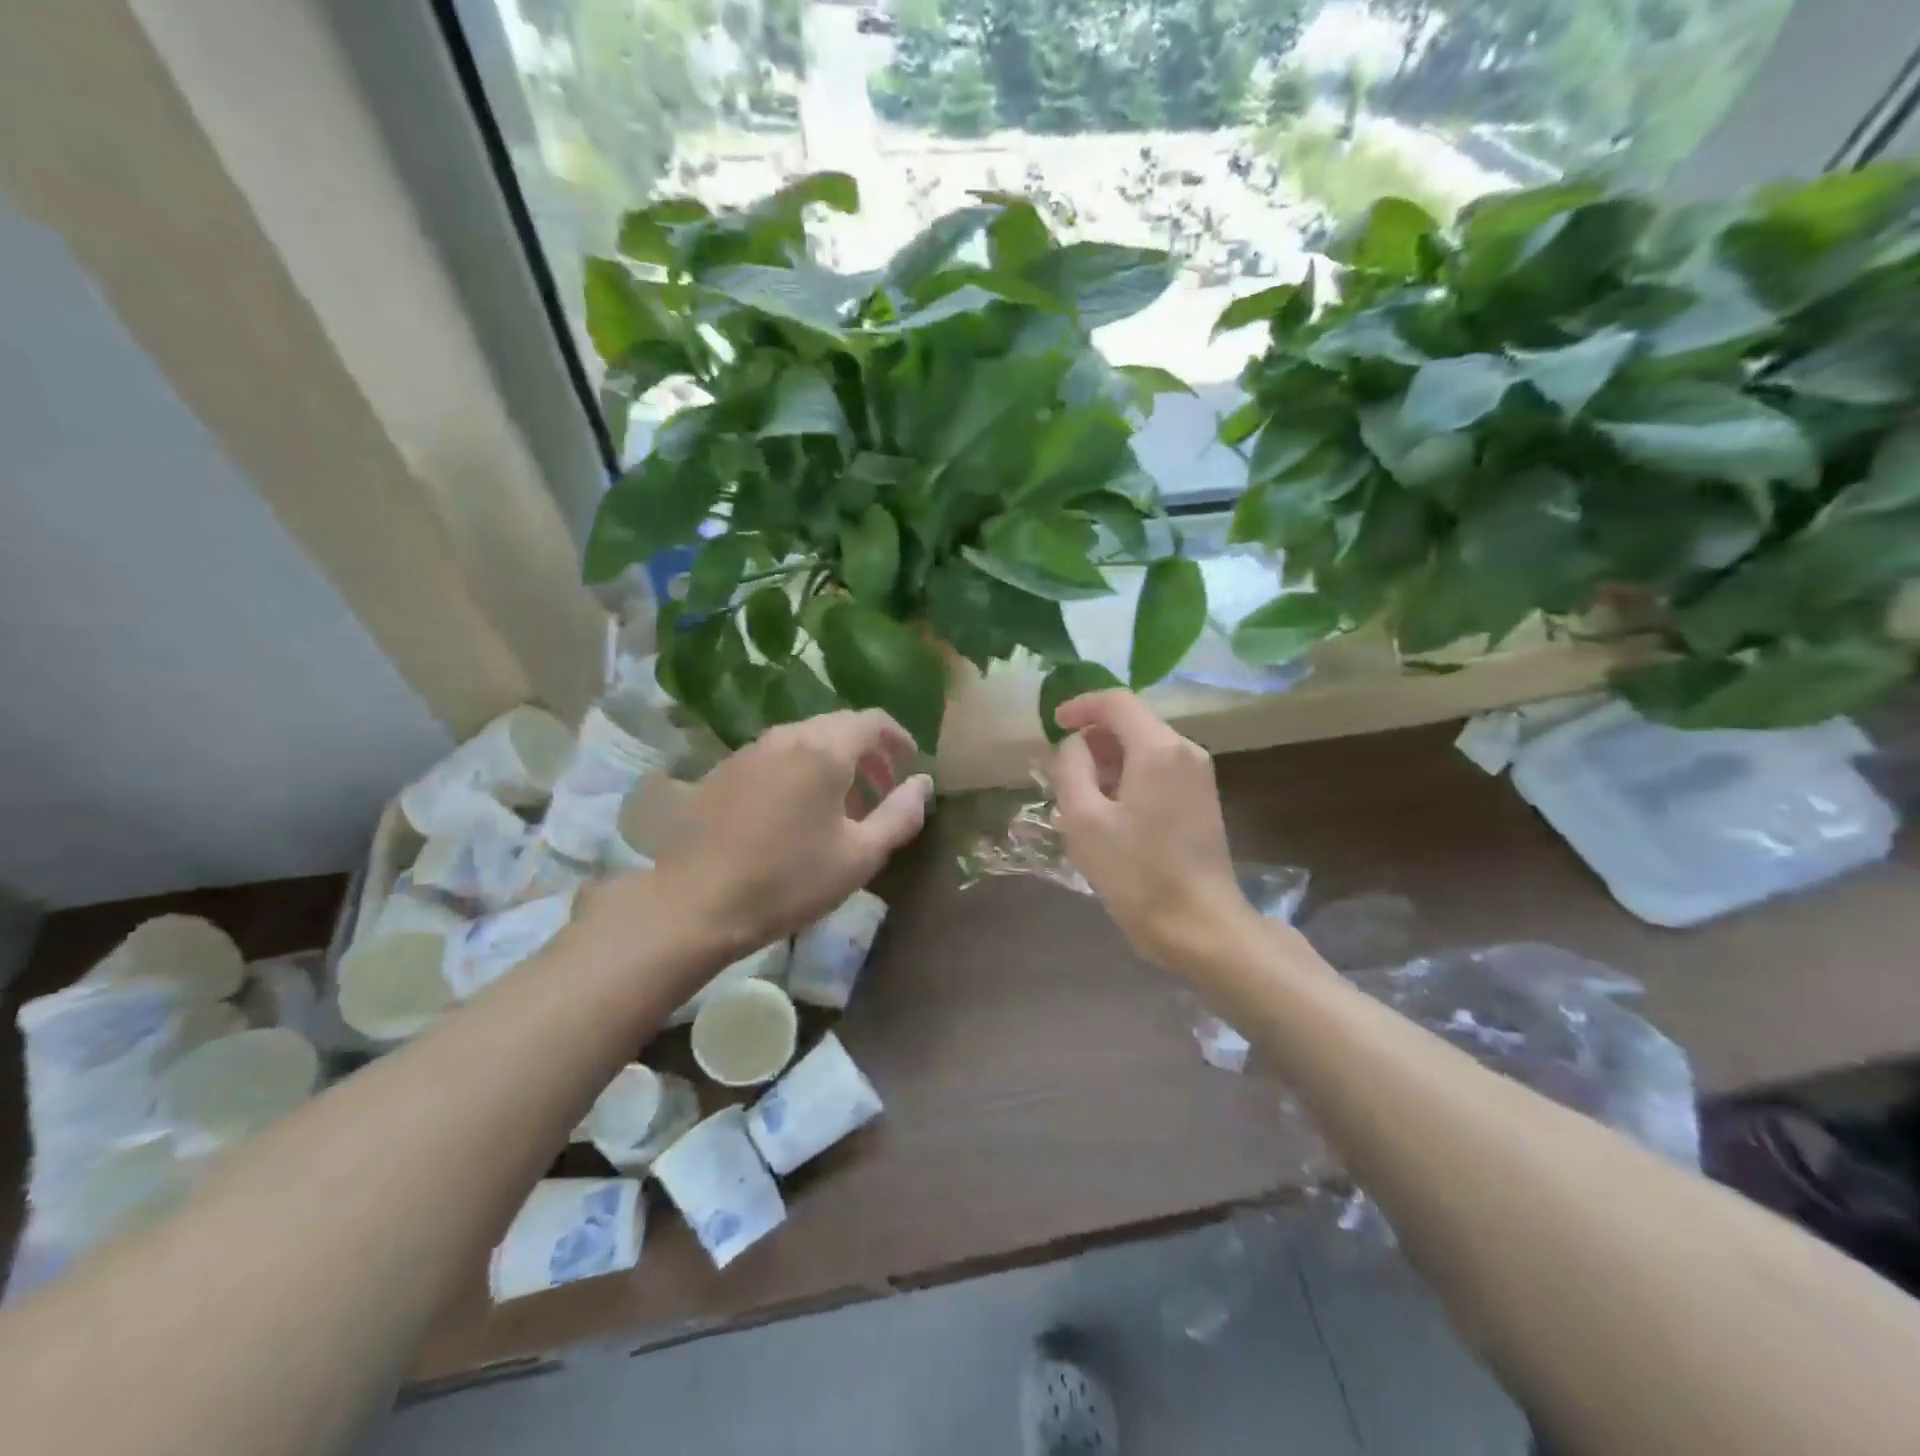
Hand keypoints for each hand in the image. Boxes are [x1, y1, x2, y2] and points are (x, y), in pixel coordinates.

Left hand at [636, 710, 930, 957]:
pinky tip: (796, 812)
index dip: (899, 739)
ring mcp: (749, 751)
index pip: (873, 721)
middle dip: (868, 753)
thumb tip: (922, 784)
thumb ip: (900, 814)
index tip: (911, 766)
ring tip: (843, 806)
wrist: (693, 904)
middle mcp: (786, 736)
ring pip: (805, 740)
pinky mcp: (723, 771)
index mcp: (824, 749)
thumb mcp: (859, 856)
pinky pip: (776, 756)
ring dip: (834, 762)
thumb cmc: (788, 880)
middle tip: (882, 791)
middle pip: (839, 726)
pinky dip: (800, 770)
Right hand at [1051, 690, 1255, 971]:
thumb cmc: (1136, 872)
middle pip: (1132, 724)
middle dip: (1092, 740)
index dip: (1080, 706)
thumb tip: (1074, 745)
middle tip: (1061, 773)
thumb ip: (1070, 768)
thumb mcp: (1083, 819)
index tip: (1053, 725)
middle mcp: (1185, 751)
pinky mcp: (1202, 800)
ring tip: (1079, 799)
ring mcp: (1199, 776)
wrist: (1199, 925)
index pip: (1116, 701)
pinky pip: (1158, 771)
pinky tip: (1109, 814)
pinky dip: (1129, 778)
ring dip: (1108, 763)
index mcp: (1158, 748)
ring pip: (1144, 749)